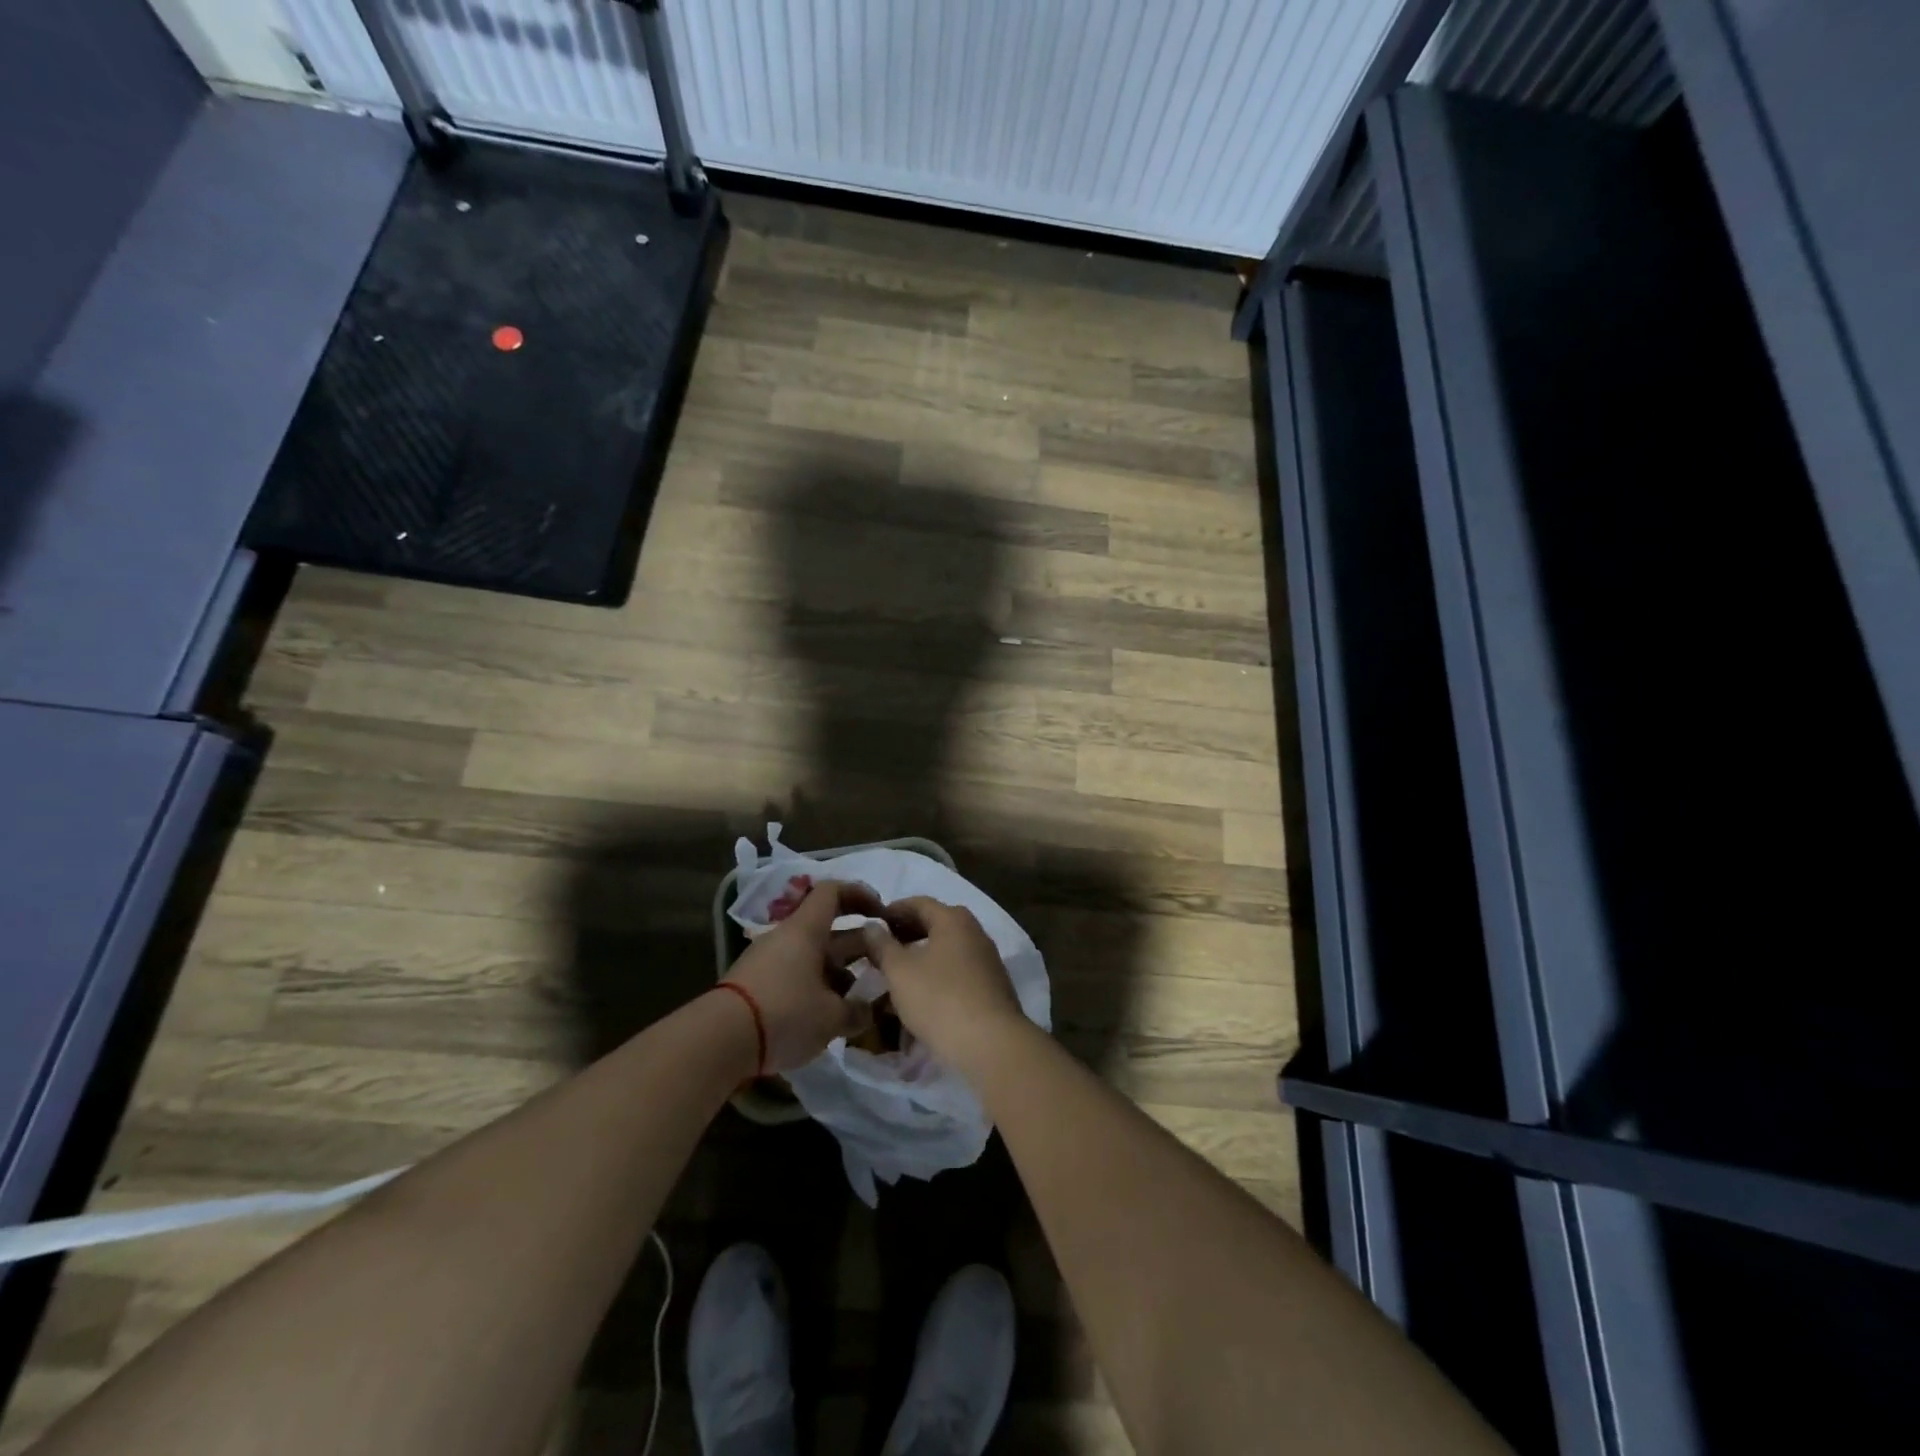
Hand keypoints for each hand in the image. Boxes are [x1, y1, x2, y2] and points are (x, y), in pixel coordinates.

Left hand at [723, 880, 878, 1072]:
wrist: (718, 1041)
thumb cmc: (784, 1013)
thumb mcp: (831, 1017)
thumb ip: (857, 1011)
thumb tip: (869, 1010)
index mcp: (806, 930)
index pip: (833, 892)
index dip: (859, 894)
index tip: (882, 912)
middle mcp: (787, 938)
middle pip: (827, 928)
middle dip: (858, 944)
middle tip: (882, 963)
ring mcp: (768, 961)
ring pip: (813, 956)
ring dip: (839, 971)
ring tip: (860, 998)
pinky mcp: (757, 985)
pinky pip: (796, 975)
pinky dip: (817, 987)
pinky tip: (829, 1015)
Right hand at [860, 897, 1027, 1072]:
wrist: (990, 1044)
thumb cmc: (939, 999)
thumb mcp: (900, 971)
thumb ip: (883, 945)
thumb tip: (872, 926)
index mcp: (954, 919)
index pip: (918, 903)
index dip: (892, 910)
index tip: (872, 924)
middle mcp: (975, 932)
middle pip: (935, 925)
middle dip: (906, 935)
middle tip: (881, 951)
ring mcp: (987, 960)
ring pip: (946, 951)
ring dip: (920, 958)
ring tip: (896, 976)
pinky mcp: (991, 987)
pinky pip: (957, 973)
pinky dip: (936, 977)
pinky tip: (921, 997)